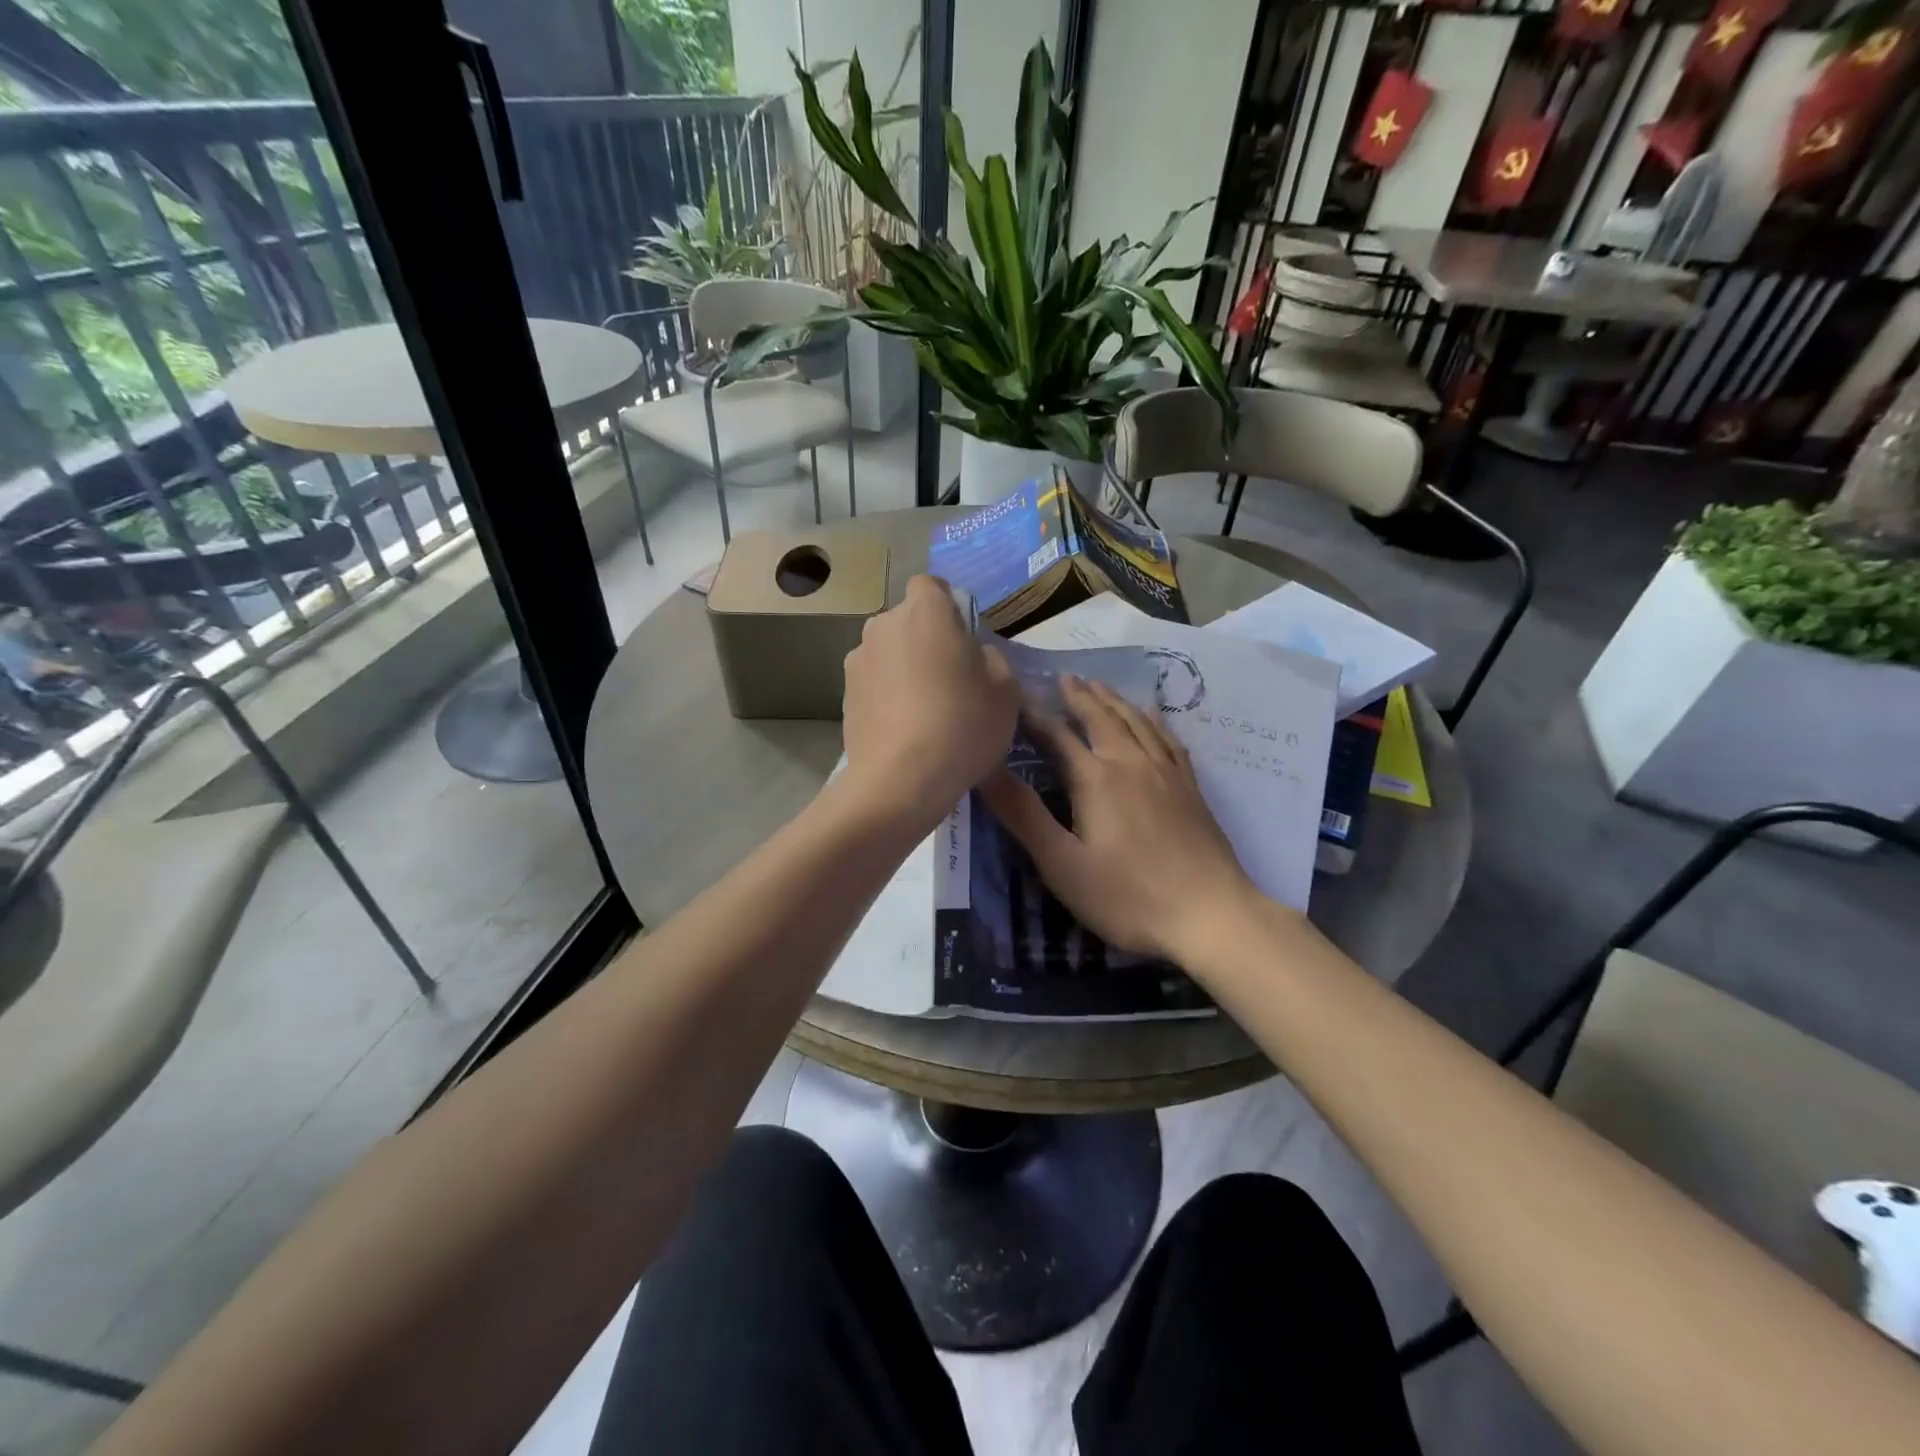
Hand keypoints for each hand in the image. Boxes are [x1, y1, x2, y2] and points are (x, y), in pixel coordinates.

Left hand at [840, 575, 1019, 828]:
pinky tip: (903, 729)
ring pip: (888, 653)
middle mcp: (883, 624)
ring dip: (903, 668)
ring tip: (923, 710)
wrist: (900, 781)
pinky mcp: (843, 694)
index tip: (963, 639)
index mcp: (925, 611)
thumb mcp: (1005, 690)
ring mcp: (857, 659)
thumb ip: (990, 660)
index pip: (931, 585)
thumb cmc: (962, 725)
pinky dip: (886, 696)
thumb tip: (973, 656)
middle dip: (925, 640)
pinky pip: (874, 683)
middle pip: (908, 621)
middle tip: (949, 680)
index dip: (948, 607)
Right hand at [980, 676, 1262, 964]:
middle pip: (1101, 718)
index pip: (1057, 735)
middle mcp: (1131, 762)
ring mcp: (1167, 772)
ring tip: (1100, 686)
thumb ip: (1023, 815)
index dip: (1033, 715)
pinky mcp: (1191, 788)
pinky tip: (1153, 719)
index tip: (1015, 696)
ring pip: (1137, 722)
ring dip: (1114, 701)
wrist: (1211, 915)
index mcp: (1096, 778)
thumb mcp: (1062, 864)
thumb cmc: (1128, 896)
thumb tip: (984, 770)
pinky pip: (1169, 739)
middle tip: (1064, 678)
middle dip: (1079, 697)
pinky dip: (1154, 721)